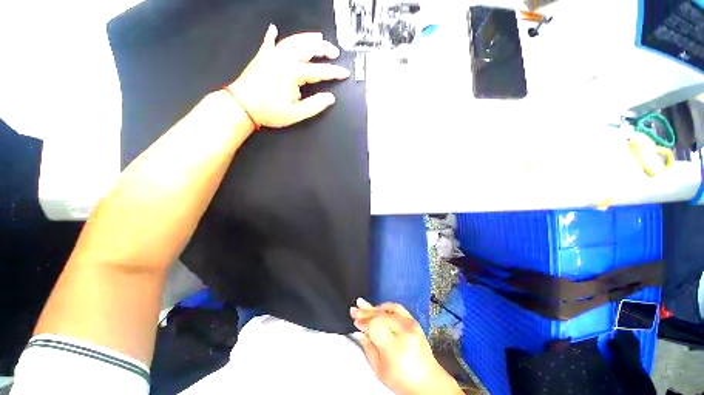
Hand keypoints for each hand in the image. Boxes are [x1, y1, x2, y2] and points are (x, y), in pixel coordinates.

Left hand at [228, 24, 350, 128]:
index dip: (334, 72)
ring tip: (318, 37)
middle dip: (323, 48)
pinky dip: (272, 35)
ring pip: (293, 41)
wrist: (242, 106)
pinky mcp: (262, 57)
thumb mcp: (296, 113)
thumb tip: (330, 98)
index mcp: (293, 72)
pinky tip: (274, 28)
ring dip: (307, 38)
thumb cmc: (270, 111)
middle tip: (334, 51)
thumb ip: (315, 105)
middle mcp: (284, 58)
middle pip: (307, 48)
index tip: (345, 73)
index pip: (319, 70)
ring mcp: (272, 55)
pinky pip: (268, 43)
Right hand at [350, 299, 462, 394]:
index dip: (363, 321)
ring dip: (374, 307)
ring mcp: (411, 325)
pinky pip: (398, 308)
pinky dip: (386, 306)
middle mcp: (404, 332)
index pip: (374, 326)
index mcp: (394, 347)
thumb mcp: (380, 370)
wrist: (428, 382)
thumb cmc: (404, 381)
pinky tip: (378, 307)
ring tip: (363, 305)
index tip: (355, 319)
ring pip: (388, 309)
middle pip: (380, 315)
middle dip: (365, 311)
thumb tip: (360, 332)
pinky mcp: (414, 322)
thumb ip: (368, 348)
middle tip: (355, 309)